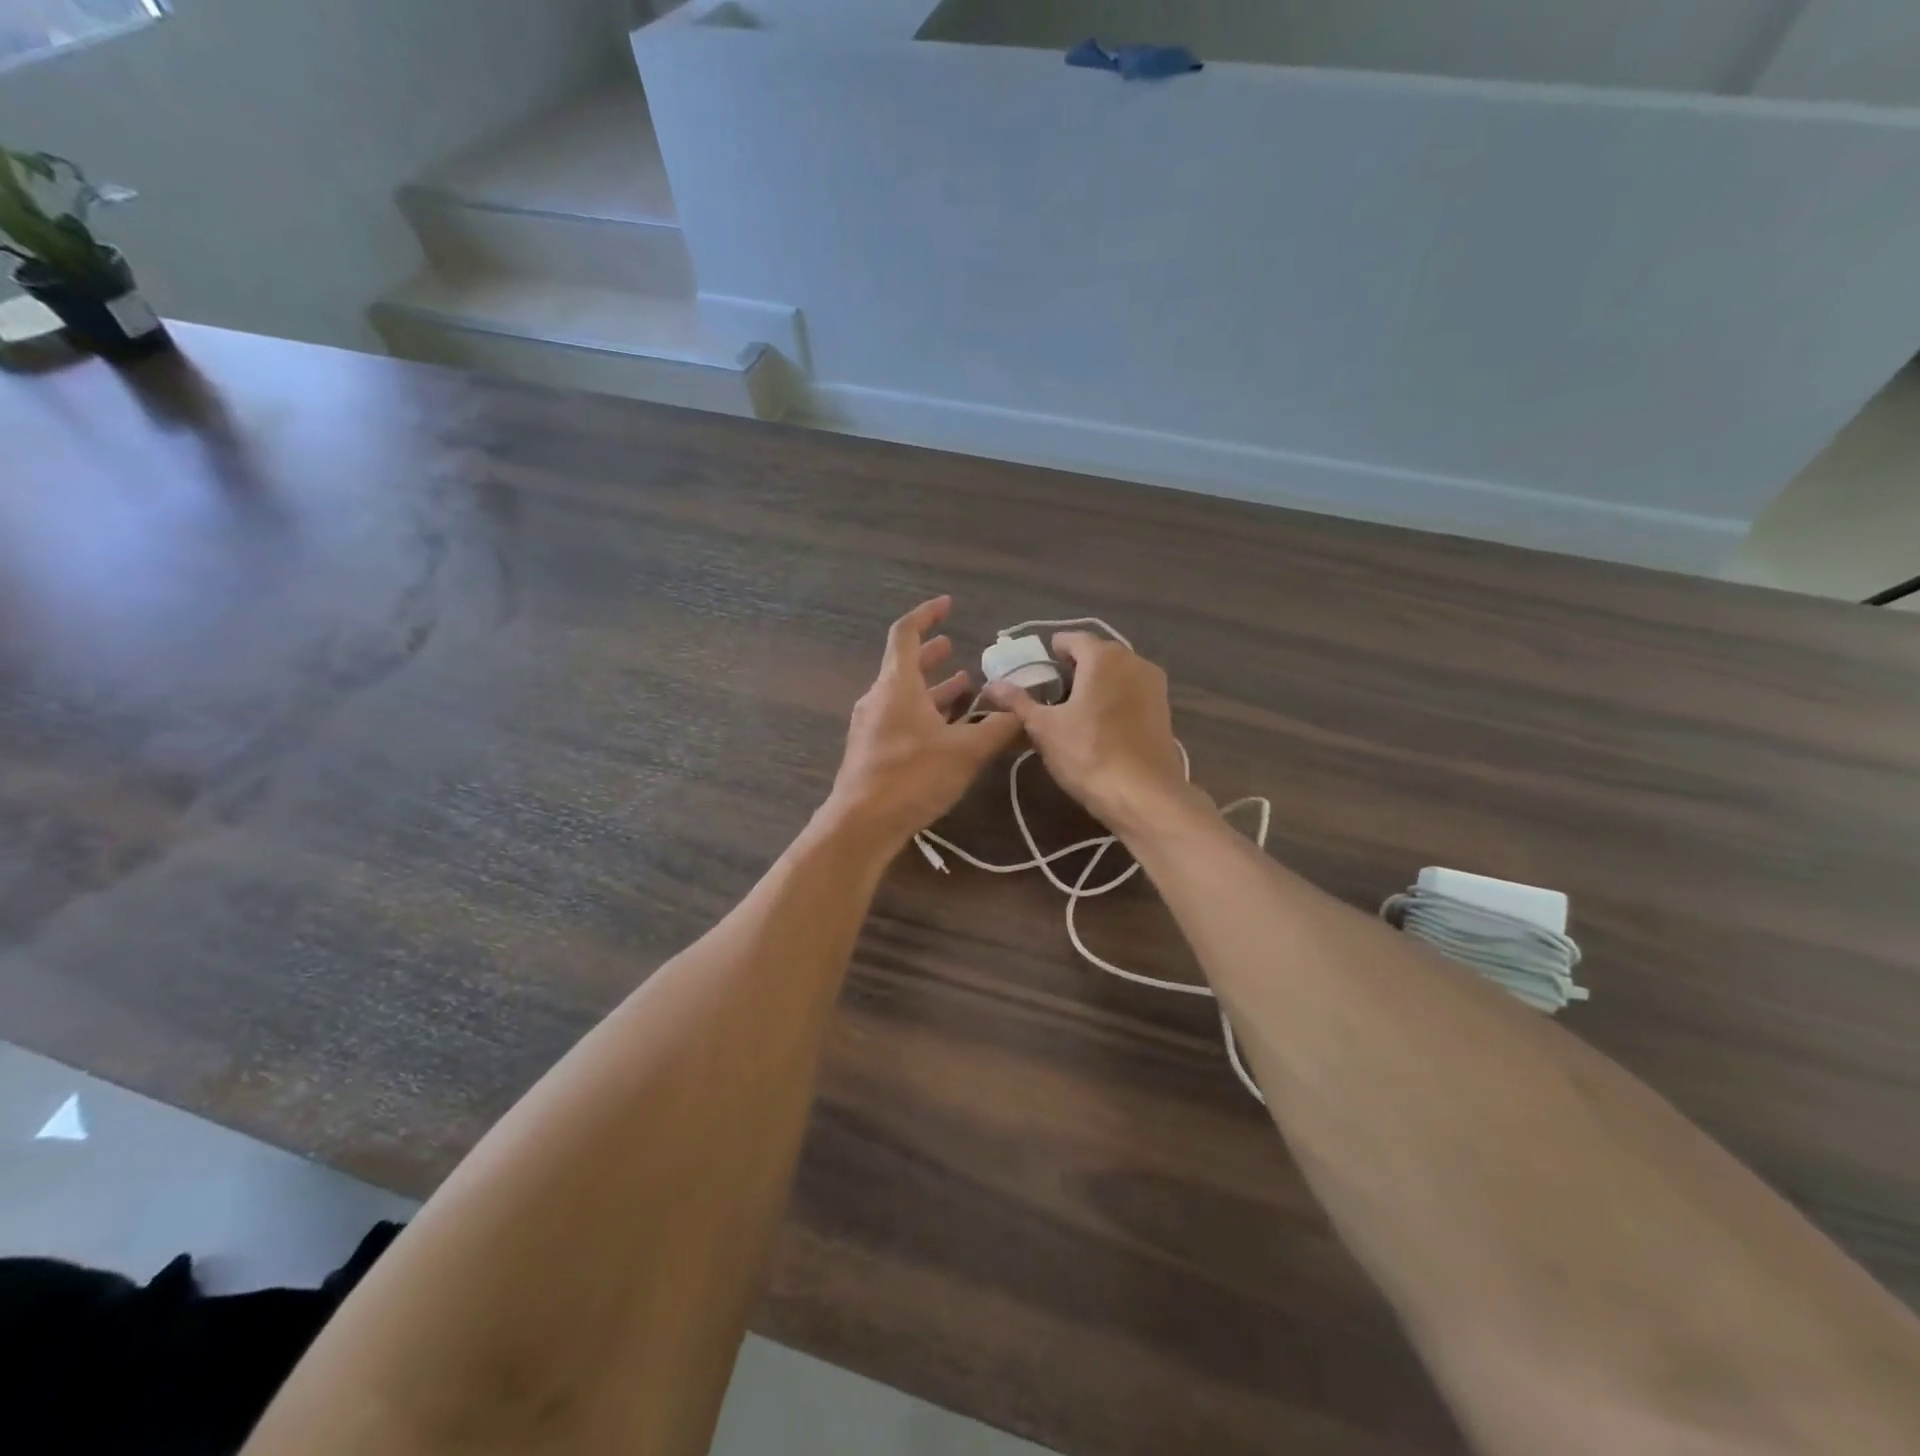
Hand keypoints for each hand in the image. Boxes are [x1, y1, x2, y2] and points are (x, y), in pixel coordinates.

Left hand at [824, 597, 1021, 850]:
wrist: (862, 824)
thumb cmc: (912, 777)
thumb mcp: (966, 752)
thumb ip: (999, 729)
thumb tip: (1025, 712)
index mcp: (896, 685)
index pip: (905, 633)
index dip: (927, 615)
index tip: (948, 606)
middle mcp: (879, 698)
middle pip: (904, 666)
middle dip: (931, 655)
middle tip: (954, 648)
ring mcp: (871, 726)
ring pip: (904, 696)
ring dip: (932, 689)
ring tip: (962, 687)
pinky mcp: (872, 752)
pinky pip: (900, 720)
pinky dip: (924, 714)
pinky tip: (947, 731)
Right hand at [983, 632, 1198, 836]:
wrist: (1144, 795)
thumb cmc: (1088, 754)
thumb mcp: (1044, 728)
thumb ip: (1018, 702)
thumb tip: (991, 685)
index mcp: (1103, 657)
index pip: (1072, 639)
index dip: (1052, 650)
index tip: (1037, 667)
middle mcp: (1133, 661)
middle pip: (1097, 654)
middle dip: (1074, 667)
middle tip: (1051, 691)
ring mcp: (1154, 685)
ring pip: (1117, 673)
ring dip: (1096, 683)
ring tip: (1073, 709)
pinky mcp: (1164, 709)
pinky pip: (1131, 692)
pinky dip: (1114, 698)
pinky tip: (1099, 724)